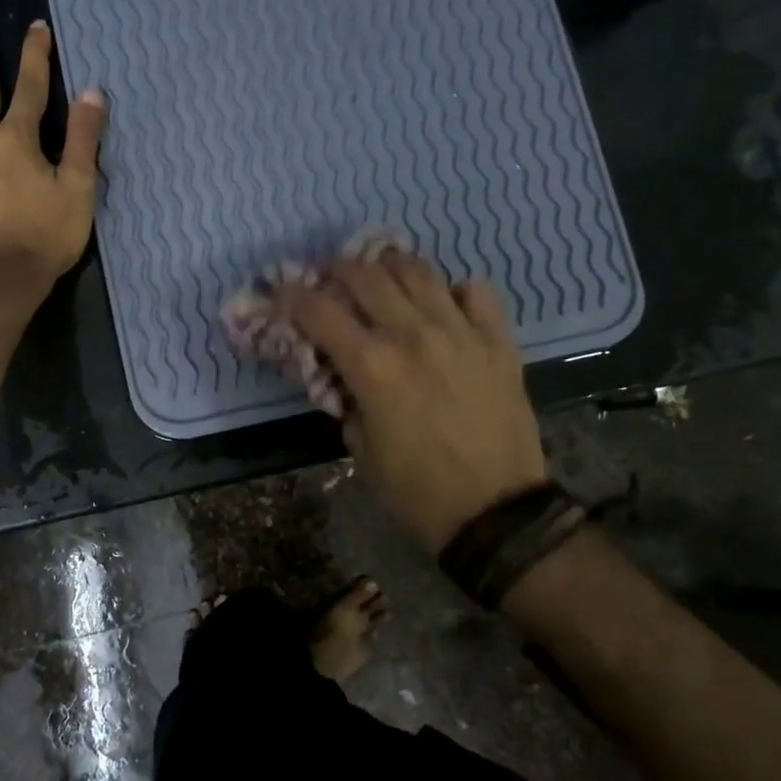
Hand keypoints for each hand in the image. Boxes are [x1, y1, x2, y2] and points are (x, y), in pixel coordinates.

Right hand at [278, 252, 545, 552]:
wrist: (496, 514)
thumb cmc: (416, 491)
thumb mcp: (360, 449)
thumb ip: (346, 400)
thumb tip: (342, 374)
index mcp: (372, 366)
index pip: (319, 311)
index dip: (292, 295)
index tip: (281, 290)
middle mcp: (413, 335)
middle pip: (367, 277)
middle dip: (339, 270)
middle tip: (331, 276)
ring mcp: (461, 333)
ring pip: (420, 272)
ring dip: (391, 265)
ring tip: (382, 272)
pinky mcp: (499, 343)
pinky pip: (478, 292)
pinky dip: (456, 289)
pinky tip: (446, 302)